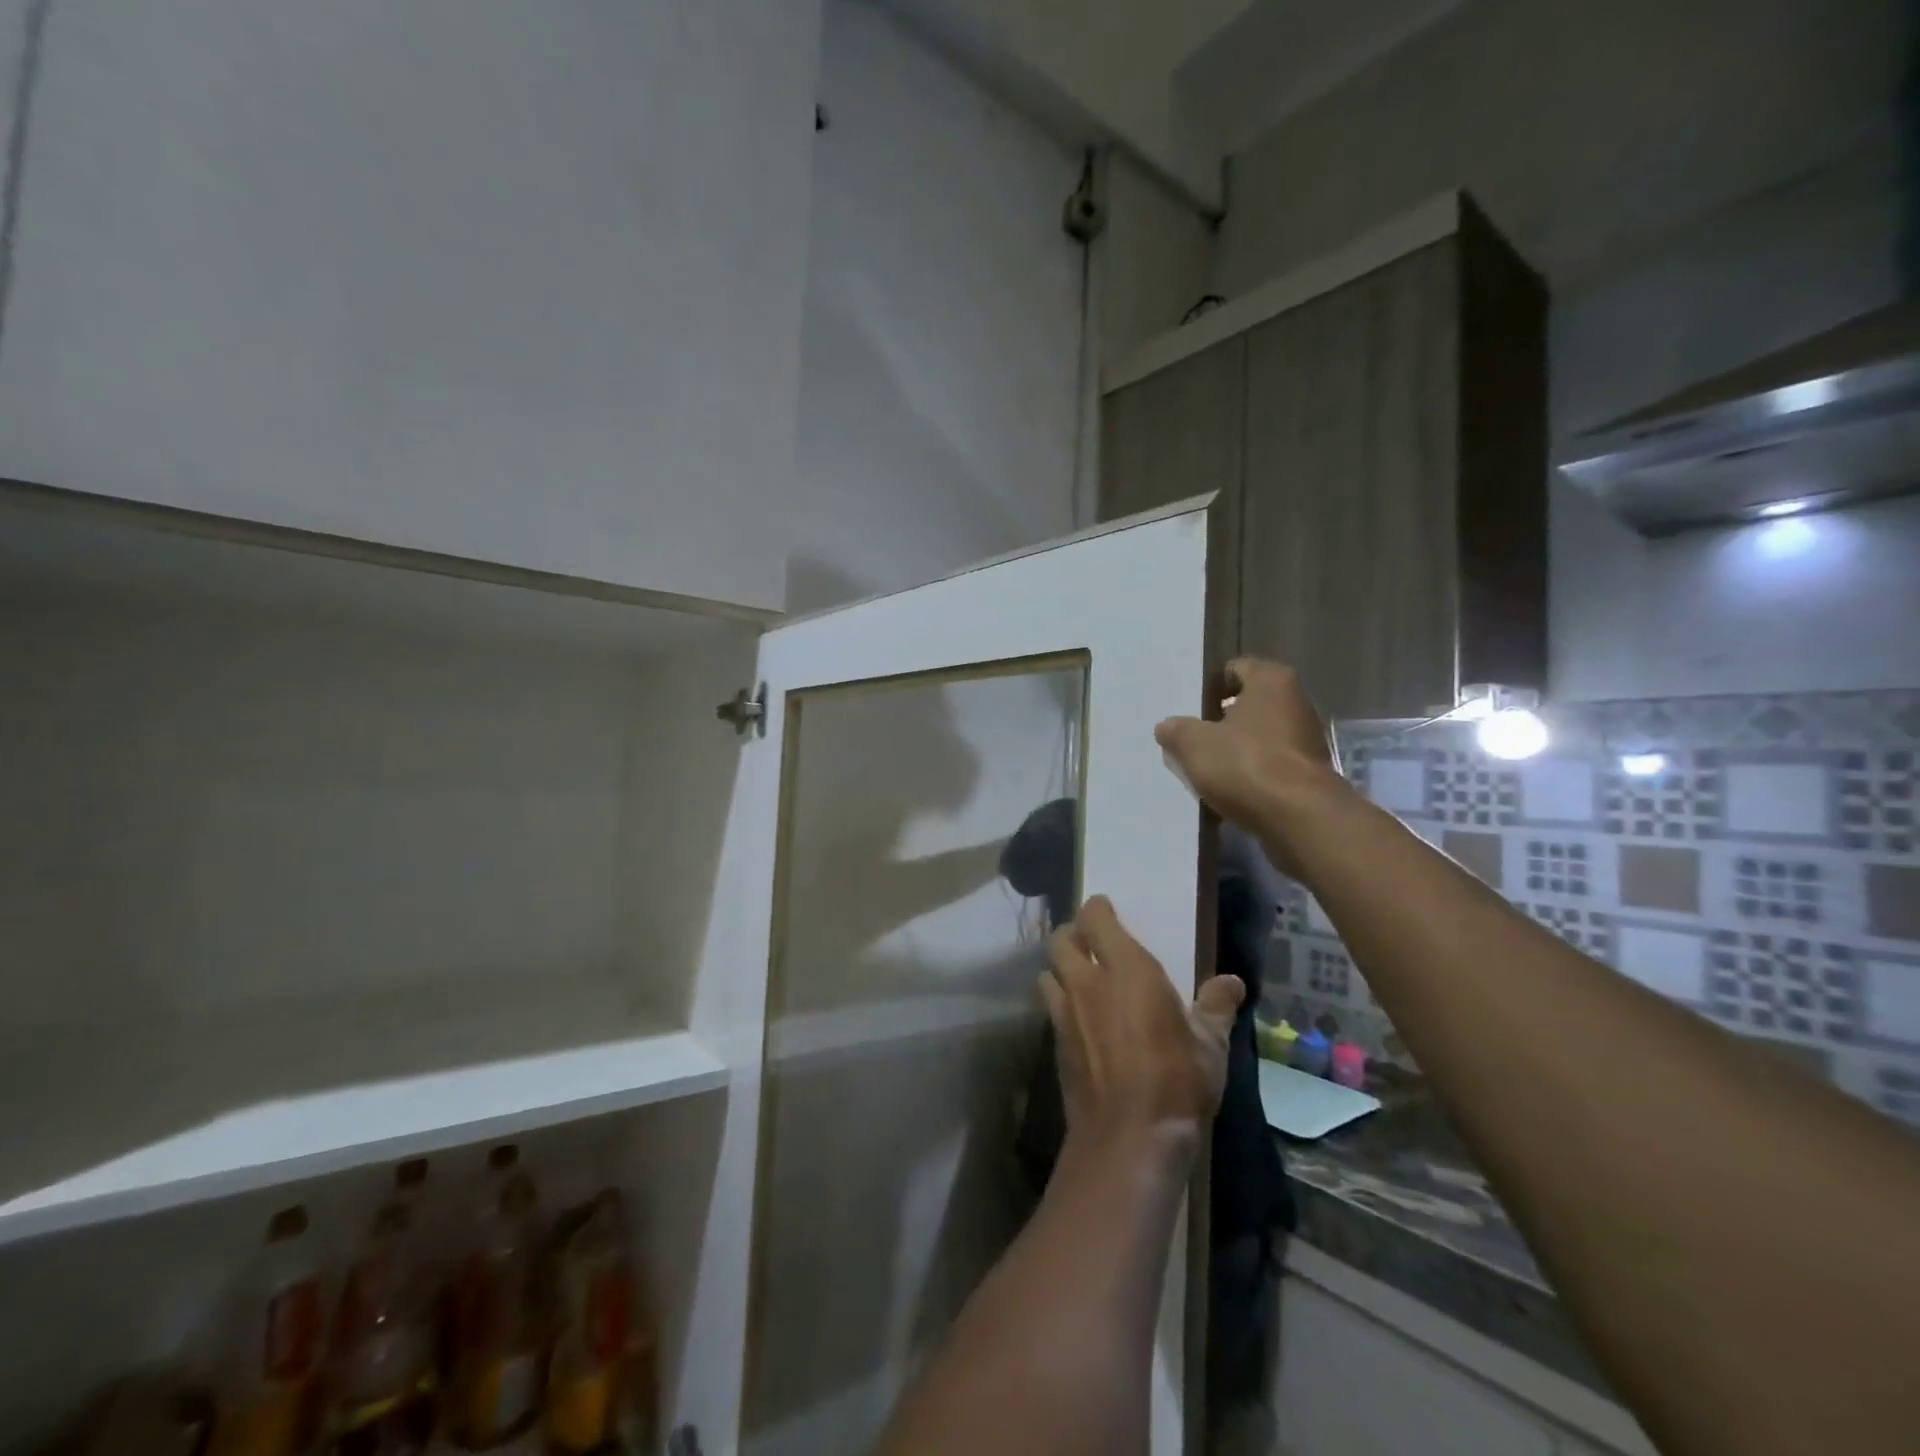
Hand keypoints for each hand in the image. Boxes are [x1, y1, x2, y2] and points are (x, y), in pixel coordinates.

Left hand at [1041, 896, 1243, 1150]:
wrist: (1129, 1136)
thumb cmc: (1176, 1080)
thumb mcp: (1210, 1044)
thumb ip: (1217, 1006)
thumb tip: (1232, 982)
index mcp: (1126, 968)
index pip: (1096, 918)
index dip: (1097, 909)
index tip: (1106, 909)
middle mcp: (1087, 982)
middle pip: (1061, 940)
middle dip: (1072, 934)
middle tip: (1089, 942)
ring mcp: (1065, 1012)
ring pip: (1048, 972)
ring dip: (1059, 968)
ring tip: (1078, 977)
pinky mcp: (1056, 1043)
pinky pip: (1051, 1008)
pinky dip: (1060, 1002)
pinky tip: (1078, 1018)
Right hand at [1154, 658, 1339, 842]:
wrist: (1299, 818)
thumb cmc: (1245, 765)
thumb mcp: (1194, 744)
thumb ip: (1177, 731)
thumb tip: (1168, 727)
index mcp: (1271, 681)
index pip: (1234, 669)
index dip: (1209, 687)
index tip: (1189, 710)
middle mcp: (1296, 702)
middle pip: (1248, 705)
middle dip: (1220, 721)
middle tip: (1192, 740)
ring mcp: (1306, 740)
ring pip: (1259, 738)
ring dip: (1235, 751)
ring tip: (1206, 770)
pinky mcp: (1309, 774)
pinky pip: (1270, 766)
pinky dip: (1251, 775)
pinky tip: (1229, 792)